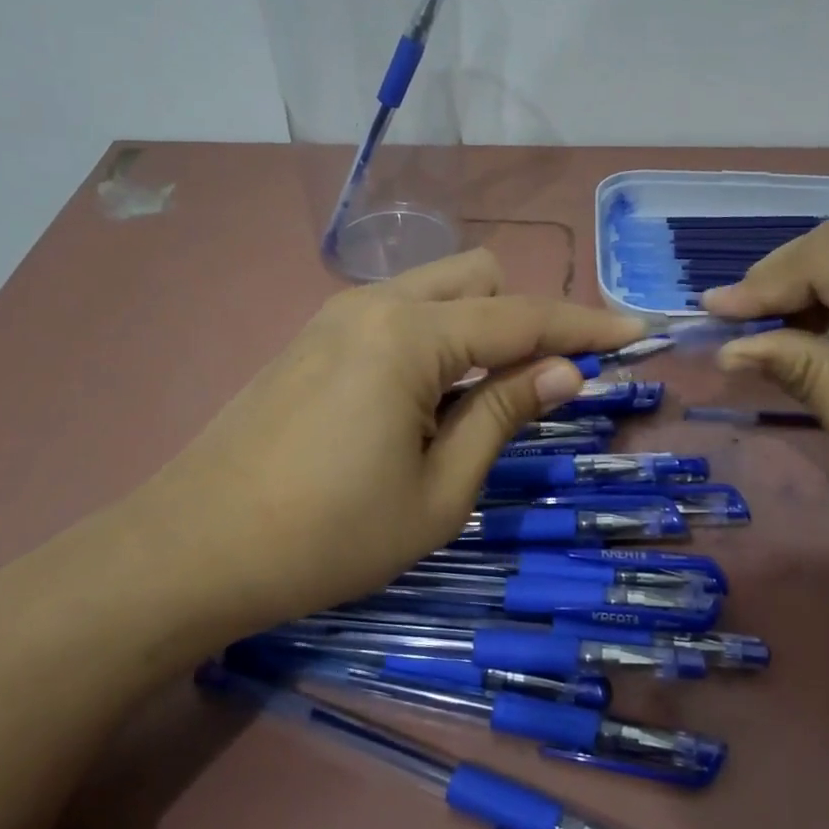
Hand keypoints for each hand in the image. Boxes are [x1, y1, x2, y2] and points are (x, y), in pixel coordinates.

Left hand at [136, 249, 641, 634]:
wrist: (190, 551)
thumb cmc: (327, 536)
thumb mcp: (439, 491)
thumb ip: (504, 415)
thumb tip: (566, 371)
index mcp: (411, 336)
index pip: (523, 317)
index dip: (586, 325)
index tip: (638, 329)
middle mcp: (376, 303)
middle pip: (480, 278)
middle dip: (524, 318)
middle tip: (540, 384)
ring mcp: (336, 315)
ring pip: (436, 290)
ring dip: (478, 328)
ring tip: (480, 401)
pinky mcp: (313, 338)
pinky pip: (398, 314)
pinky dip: (436, 339)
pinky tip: (424, 401)